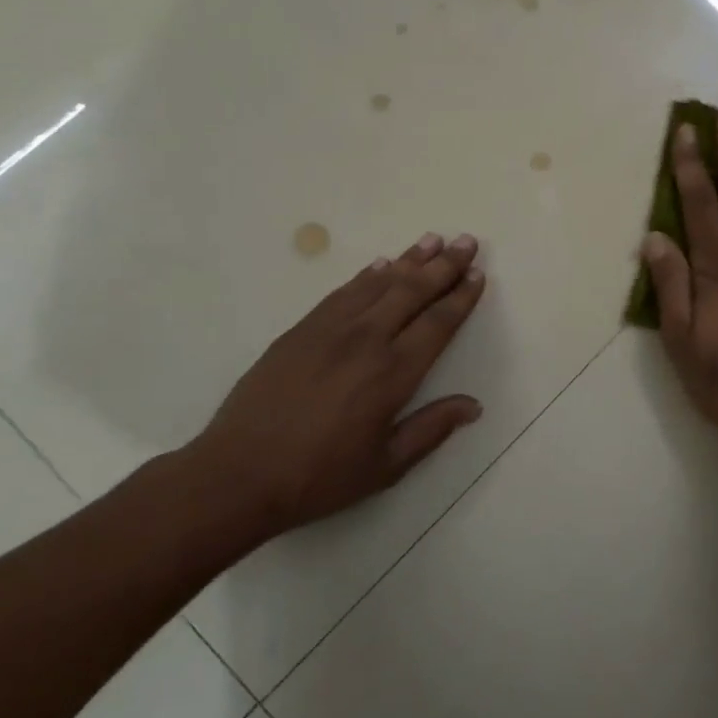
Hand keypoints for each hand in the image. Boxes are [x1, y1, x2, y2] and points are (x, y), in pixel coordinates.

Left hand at [177, 232, 487, 542]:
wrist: (239, 473)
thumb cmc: (319, 476)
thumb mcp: (386, 466)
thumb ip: (431, 429)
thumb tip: (474, 405)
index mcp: (393, 374)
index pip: (438, 324)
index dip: (461, 297)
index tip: (478, 275)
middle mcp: (366, 340)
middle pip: (413, 292)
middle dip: (444, 265)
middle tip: (466, 242)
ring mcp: (330, 330)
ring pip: (379, 283)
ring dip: (409, 260)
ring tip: (432, 240)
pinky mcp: (301, 329)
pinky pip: (344, 292)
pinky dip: (367, 275)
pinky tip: (382, 264)